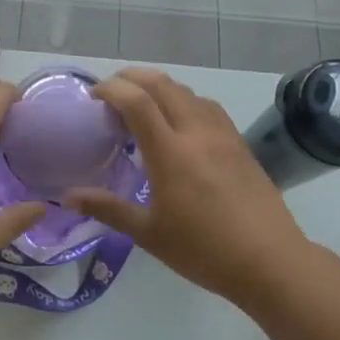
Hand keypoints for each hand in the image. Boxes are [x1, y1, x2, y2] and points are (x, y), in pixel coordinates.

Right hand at [66, 68, 306, 307]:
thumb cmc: (204, 250)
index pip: (136, 101)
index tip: (93, 95)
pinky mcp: (240, 143)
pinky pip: (207, 106)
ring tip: (143, 105)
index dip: (111, 89)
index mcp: (170, 152)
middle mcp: (196, 132)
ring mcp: (222, 134)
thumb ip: (108, 209)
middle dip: (132, 78)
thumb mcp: (149, 234)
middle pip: (162, 84)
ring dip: (159, 87)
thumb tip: (68, 196)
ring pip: (187, 91)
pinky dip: (184, 100)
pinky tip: (181, 122)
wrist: (271, 262)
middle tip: (112, 91)